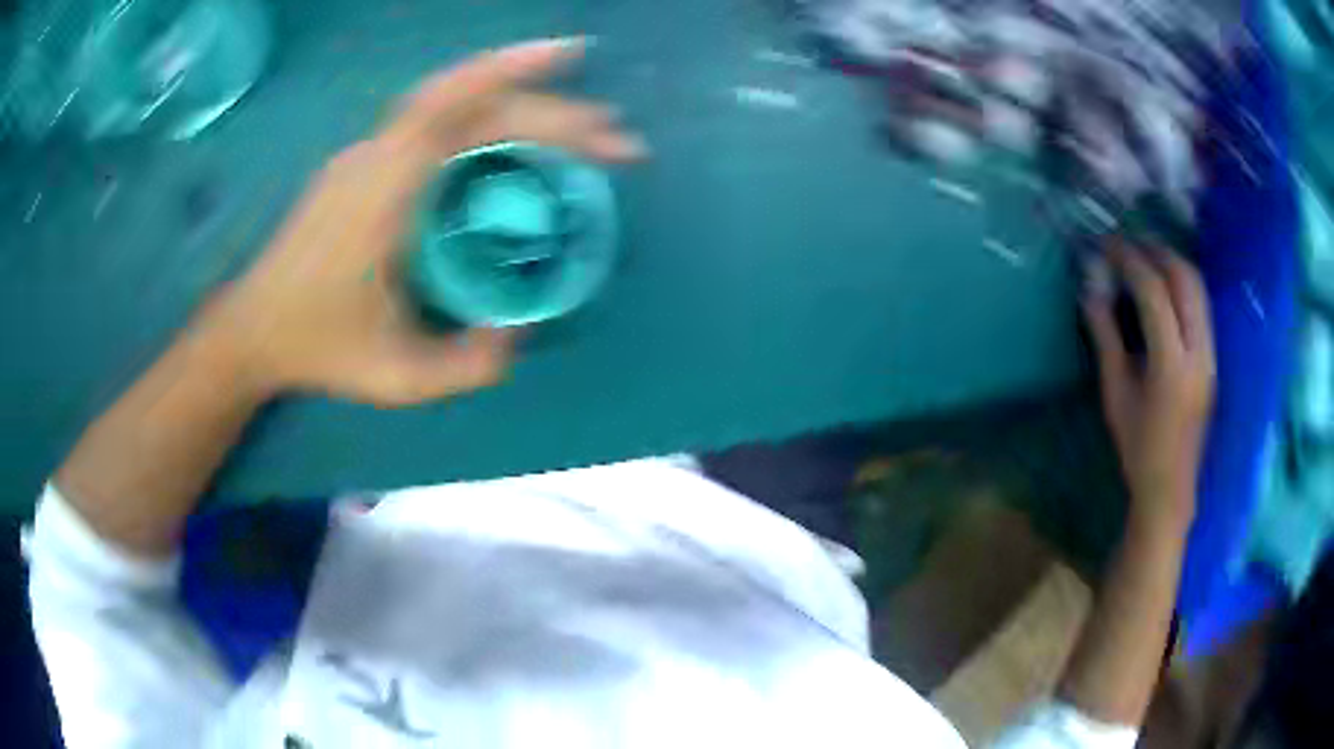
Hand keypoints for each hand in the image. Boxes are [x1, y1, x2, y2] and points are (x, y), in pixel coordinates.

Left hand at [201, 38, 644, 405]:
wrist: (253, 327)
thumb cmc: (318, 347)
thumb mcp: (397, 379)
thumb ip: (469, 365)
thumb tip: (522, 326)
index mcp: (383, 191)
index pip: (464, 119)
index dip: (534, 99)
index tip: (600, 121)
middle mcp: (378, 153)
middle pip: (472, 101)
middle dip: (553, 109)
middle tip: (616, 140)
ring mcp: (370, 150)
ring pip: (453, 96)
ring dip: (522, 92)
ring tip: (581, 119)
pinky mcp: (368, 158)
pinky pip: (436, 116)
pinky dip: (486, 106)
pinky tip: (517, 127)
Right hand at [1082, 241, 1214, 533]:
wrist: (1171, 487)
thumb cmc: (1137, 447)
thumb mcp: (1115, 394)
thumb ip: (1105, 337)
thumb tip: (1089, 288)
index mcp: (1171, 365)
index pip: (1154, 292)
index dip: (1129, 260)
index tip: (1107, 244)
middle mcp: (1198, 352)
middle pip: (1184, 279)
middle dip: (1156, 251)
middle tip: (1128, 243)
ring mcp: (1210, 354)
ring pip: (1198, 288)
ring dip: (1172, 263)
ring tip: (1145, 256)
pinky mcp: (1213, 358)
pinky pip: (1201, 305)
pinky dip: (1182, 283)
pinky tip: (1164, 286)